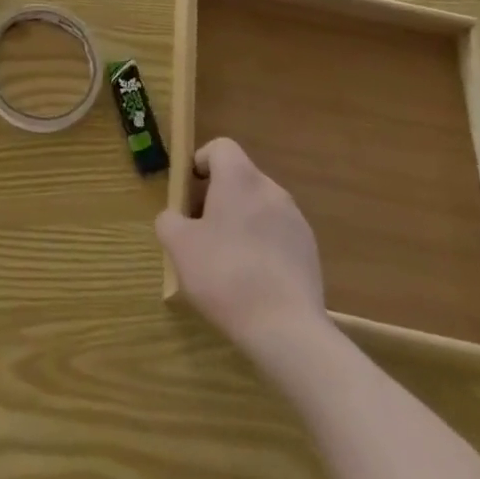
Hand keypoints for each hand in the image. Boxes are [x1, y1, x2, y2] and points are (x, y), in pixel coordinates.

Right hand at [156, 138, 328, 356]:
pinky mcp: (310, 251)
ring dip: (242, 222)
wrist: (288, 331)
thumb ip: (169, 221)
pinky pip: (278, 234)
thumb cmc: (226, 276)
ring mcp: (295, 220)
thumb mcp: (179, 247)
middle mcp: (270, 188)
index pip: (220, 147)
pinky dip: (263, 245)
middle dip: (218, 197)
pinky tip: (255, 281)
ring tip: (228, 261)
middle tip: (202, 232)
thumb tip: (175, 218)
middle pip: (239, 178)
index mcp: (239, 178)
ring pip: (259, 207)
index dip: (201, 162)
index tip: (189, 193)